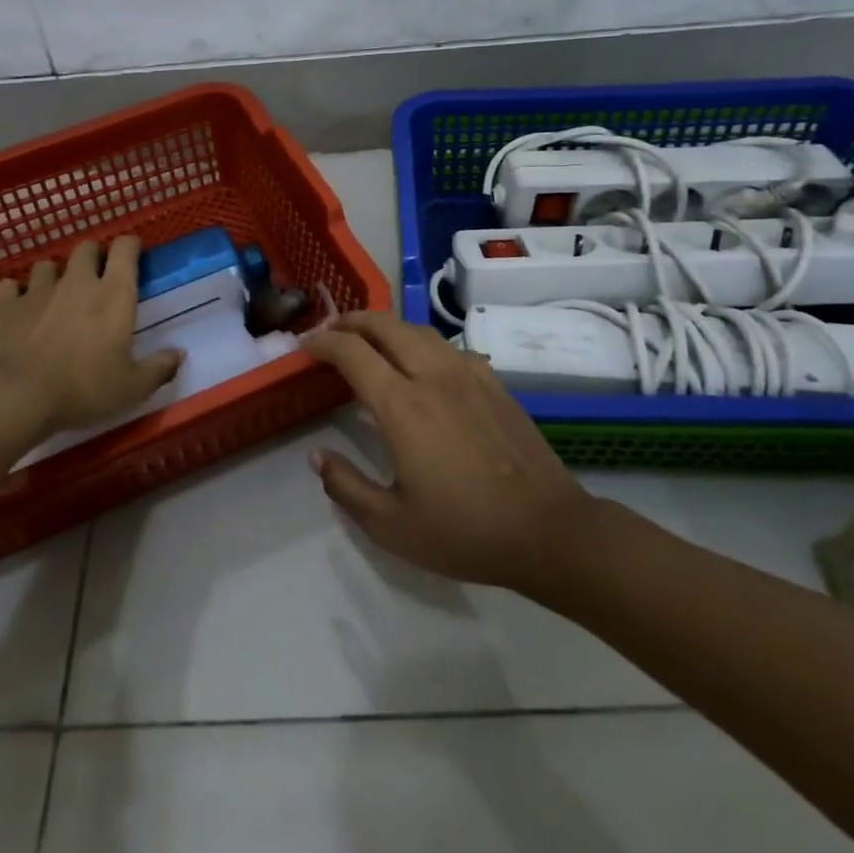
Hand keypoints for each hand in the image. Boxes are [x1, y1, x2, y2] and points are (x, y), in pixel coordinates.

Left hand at [0, 237, 182, 438]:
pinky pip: (10, 287)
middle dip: (94, 257)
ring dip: (54, 275)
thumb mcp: (132, 387)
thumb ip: (159, 368)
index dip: (131, 246)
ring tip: (57, 295)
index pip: (125, 249)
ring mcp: (38, 291)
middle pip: (86, 248)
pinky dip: (16, 294)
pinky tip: (20, 308)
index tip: (134, 256)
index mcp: (114, 294)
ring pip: (47, 265)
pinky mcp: (6, 306)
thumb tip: (178, 354)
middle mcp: (78, 282)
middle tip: (98, 280)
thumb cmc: (85, 387)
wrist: (18, 396)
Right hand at [303, 311, 600, 595]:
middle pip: (385, 326)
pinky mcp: (494, 383)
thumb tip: (318, 456)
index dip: (323, 342)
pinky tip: (421, 362)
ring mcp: (469, 374)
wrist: (548, 530)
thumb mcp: (392, 526)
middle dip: (351, 321)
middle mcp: (433, 376)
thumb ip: (346, 487)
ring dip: (386, 326)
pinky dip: (421, 342)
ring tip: (368, 338)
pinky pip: (448, 346)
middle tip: (330, 330)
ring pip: (418, 330)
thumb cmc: (465, 531)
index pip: (352, 352)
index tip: (305, 344)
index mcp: (403, 405)